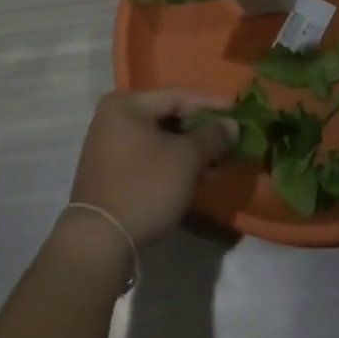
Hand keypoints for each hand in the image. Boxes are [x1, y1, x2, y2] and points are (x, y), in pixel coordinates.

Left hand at [67, 91, 235, 244]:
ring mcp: (110, 146)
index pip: (178, 96)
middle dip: (202, 130)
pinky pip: (150, 157)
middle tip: (232, 139)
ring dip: (190, 149)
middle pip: (168, 116)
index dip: (212, 105)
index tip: (239, 113)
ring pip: (160, 139)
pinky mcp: (112, 172)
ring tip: (219, 160)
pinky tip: (196, 175)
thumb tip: (232, 124)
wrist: (99, 241)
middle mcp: (114, 118)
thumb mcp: (185, 159)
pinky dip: (173, 163)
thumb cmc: (144, 187)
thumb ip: (212, 136)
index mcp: (126, 104)